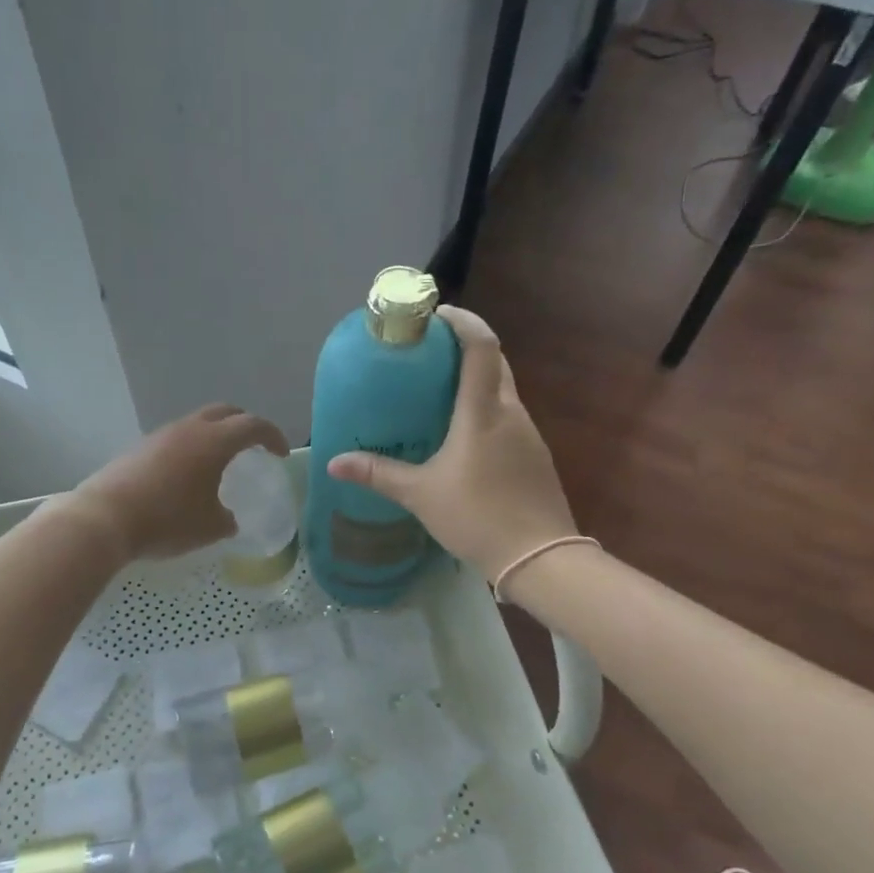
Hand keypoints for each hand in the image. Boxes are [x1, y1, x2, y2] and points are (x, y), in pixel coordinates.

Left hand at [72, 405, 289, 560]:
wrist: (105, 519)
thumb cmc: (168, 521)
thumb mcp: (209, 527)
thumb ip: (226, 519)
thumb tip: (227, 517)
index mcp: (214, 441)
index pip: (253, 426)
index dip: (272, 436)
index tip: (280, 453)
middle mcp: (189, 429)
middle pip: (225, 412)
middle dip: (244, 424)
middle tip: (254, 445)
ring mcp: (161, 435)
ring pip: (197, 423)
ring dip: (214, 435)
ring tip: (220, 462)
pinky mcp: (140, 448)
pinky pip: (176, 439)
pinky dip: (191, 448)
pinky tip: (187, 475)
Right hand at [328, 307, 578, 582]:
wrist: (540, 558)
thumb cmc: (477, 516)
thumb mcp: (420, 495)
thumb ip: (378, 474)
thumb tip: (333, 462)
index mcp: (483, 412)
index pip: (481, 346)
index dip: (462, 321)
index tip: (435, 315)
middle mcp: (511, 412)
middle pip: (495, 362)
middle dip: (465, 348)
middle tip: (428, 354)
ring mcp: (529, 434)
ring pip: (503, 391)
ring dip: (476, 381)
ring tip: (439, 393)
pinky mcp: (535, 456)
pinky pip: (508, 417)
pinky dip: (486, 410)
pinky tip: (465, 436)